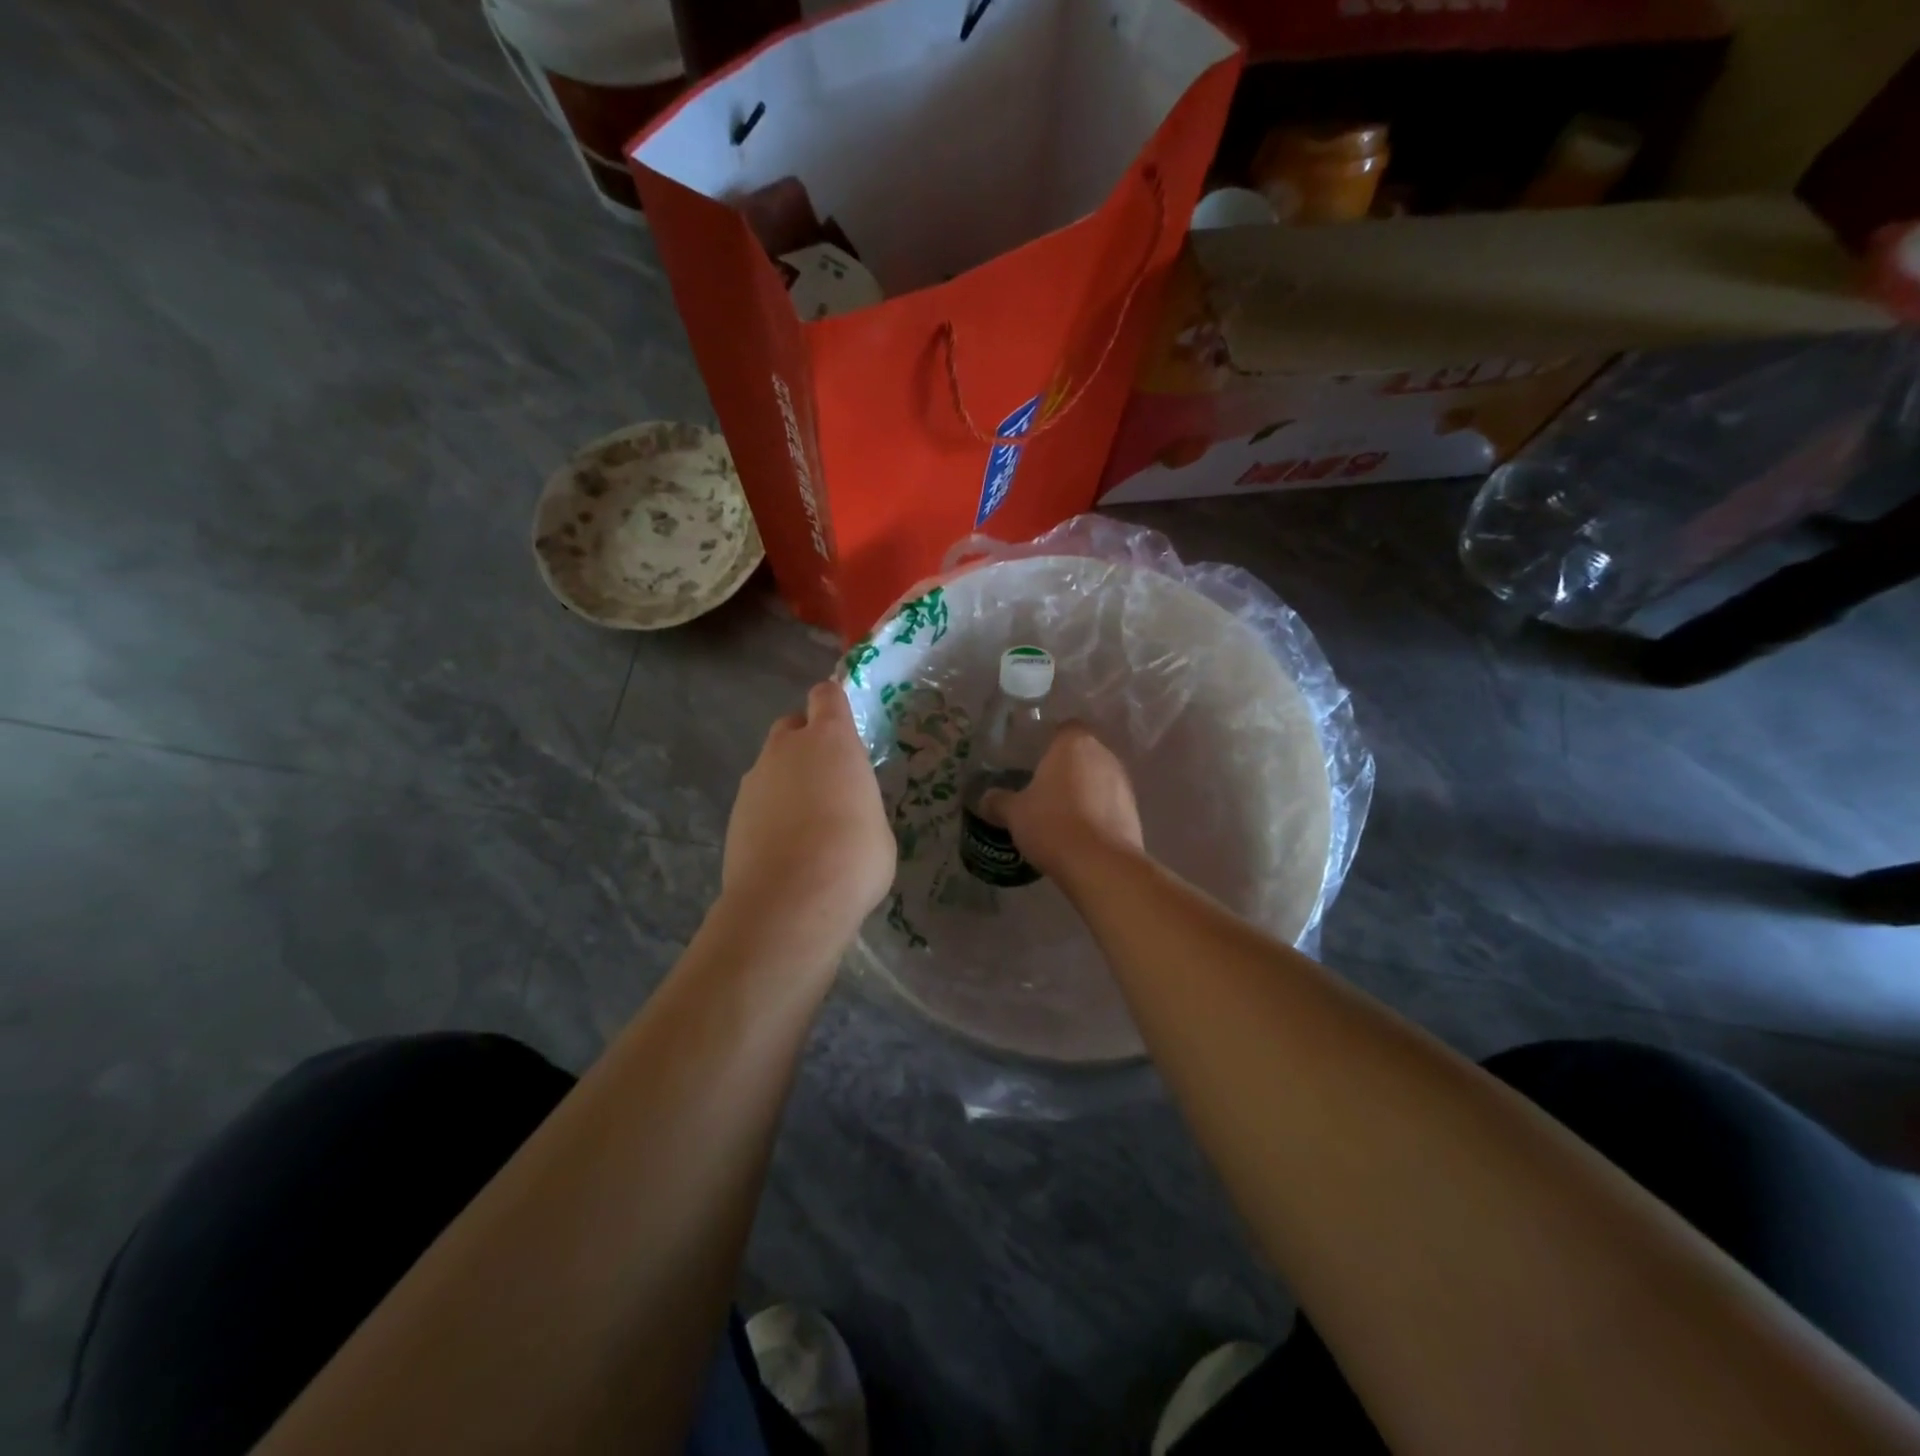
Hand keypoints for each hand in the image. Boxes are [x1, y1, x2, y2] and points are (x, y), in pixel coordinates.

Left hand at [721, 682, 895, 948]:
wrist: (791, 901)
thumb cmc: (854, 856)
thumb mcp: (877, 825)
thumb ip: (858, 803)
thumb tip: (847, 813)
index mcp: (831, 740)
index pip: (827, 695)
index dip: (834, 704)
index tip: (845, 724)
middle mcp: (787, 749)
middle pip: (792, 726)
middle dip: (807, 742)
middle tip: (828, 778)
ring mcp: (754, 781)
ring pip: (772, 765)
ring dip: (787, 780)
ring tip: (807, 823)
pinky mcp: (734, 815)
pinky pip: (758, 801)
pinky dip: (770, 813)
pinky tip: (785, 847)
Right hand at [983, 723, 1142, 880]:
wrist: (1100, 864)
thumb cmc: (1052, 824)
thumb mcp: (1014, 813)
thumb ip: (998, 801)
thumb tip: (985, 799)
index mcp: (1073, 743)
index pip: (1064, 728)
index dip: (1050, 742)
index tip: (1034, 760)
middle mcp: (1103, 754)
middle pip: (1083, 753)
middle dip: (1066, 768)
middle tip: (1043, 789)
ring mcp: (1123, 782)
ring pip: (1098, 778)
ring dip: (1084, 791)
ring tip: (1061, 814)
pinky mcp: (1134, 810)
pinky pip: (1110, 803)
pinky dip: (1097, 812)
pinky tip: (1080, 833)